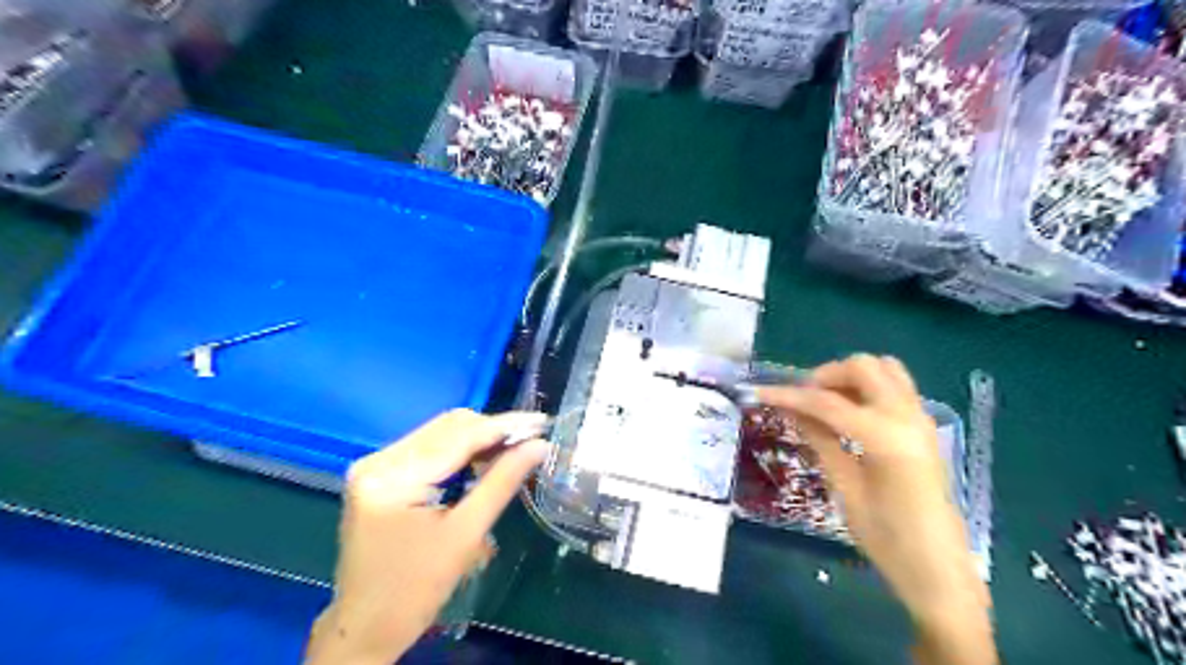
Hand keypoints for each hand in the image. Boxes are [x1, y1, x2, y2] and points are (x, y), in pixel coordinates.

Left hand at [301, 409, 548, 664]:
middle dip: (492, 431)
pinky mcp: (380, 474)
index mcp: (393, 477)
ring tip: (513, 450)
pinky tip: (483, 461)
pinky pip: (429, 449)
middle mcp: (378, 460)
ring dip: (478, 440)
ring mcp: (376, 465)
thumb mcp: (465, 535)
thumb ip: (502, 482)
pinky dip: (460, 452)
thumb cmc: (415, 590)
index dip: (504, 427)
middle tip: (531, 440)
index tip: (541, 422)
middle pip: (448, 428)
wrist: (365, 628)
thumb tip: (539, 446)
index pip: (458, 436)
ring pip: (440, 434)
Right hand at [753, 355, 993, 664]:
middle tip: (801, 400)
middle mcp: (908, 416)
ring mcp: (921, 418)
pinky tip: (848, 413)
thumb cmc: (887, 538)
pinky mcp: (923, 426)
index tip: (759, 393)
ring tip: (824, 403)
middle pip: (862, 367)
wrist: (939, 570)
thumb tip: (791, 409)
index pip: (827, 401)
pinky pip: (895, 386)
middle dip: (825, 376)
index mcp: (885, 437)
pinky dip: (867, 387)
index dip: (789, 395)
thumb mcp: (845, 489)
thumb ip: (820, 441)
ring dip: (849, 376)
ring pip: (884, 368)